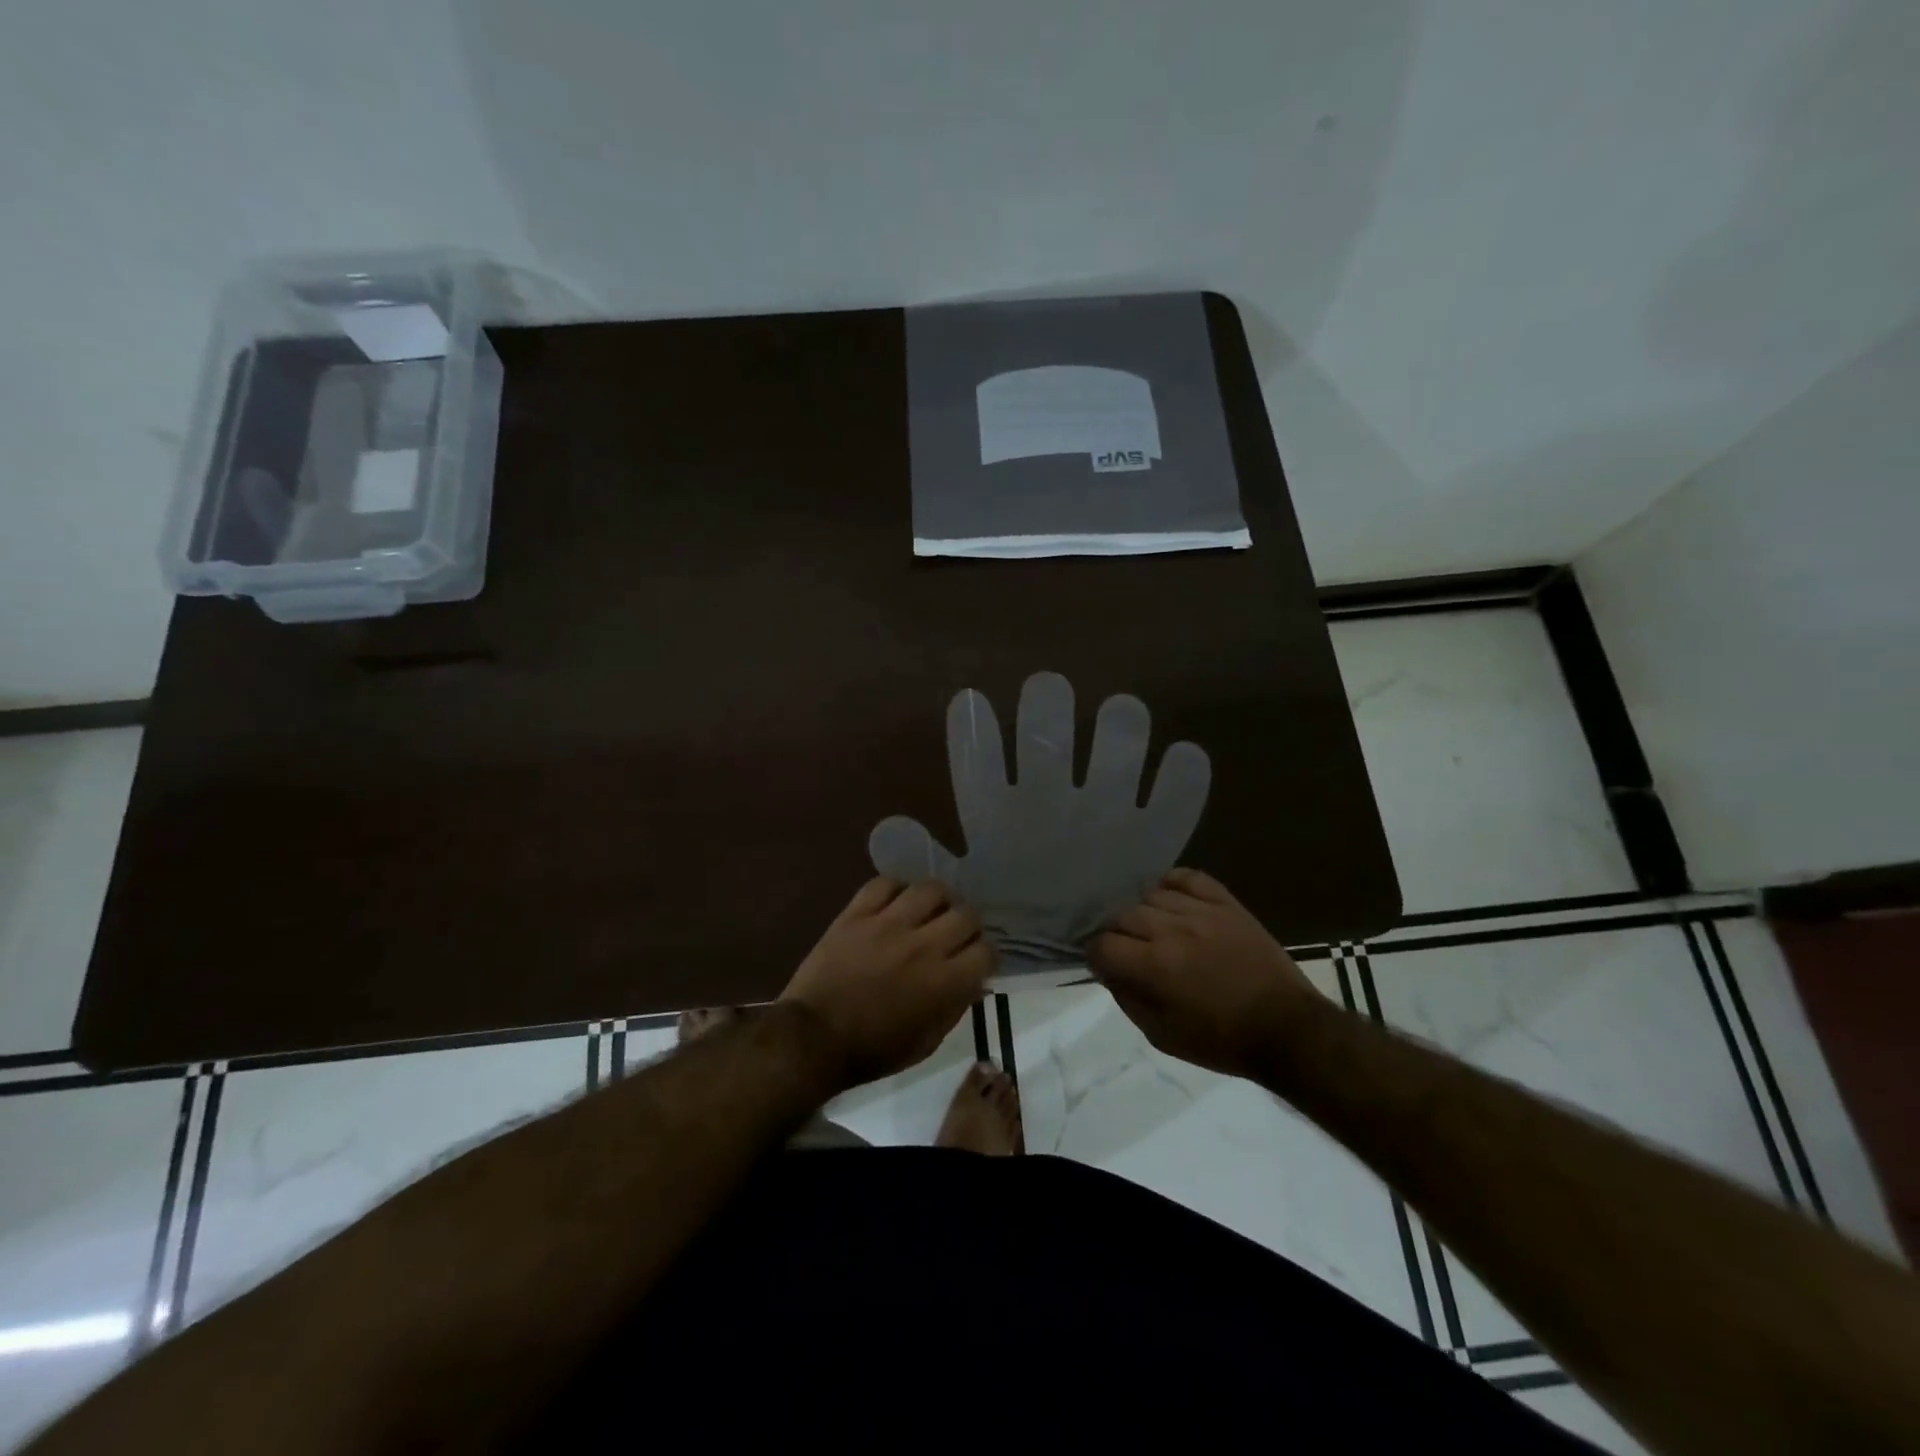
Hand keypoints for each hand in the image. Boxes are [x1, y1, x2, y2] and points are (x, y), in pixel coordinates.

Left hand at [781, 878, 995, 1087]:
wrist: (812, 1039)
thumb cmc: (872, 1050)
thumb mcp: (925, 1043)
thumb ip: (956, 1008)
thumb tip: (976, 982)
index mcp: (944, 982)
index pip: (986, 950)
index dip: (984, 955)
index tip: (975, 960)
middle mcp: (923, 946)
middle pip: (966, 914)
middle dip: (967, 926)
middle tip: (954, 935)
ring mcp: (888, 924)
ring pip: (930, 889)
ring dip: (936, 901)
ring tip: (927, 912)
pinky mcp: (857, 914)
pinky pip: (885, 883)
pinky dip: (895, 890)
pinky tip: (895, 903)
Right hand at [1088, 869, 1318, 1078]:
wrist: (1287, 1029)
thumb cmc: (1221, 1040)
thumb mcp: (1162, 1036)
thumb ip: (1127, 999)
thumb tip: (1107, 971)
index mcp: (1154, 966)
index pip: (1102, 945)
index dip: (1096, 956)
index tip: (1106, 966)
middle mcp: (1172, 930)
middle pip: (1122, 915)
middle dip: (1117, 935)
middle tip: (1129, 952)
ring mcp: (1201, 912)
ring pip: (1150, 895)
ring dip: (1144, 913)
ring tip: (1154, 930)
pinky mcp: (1226, 903)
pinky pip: (1188, 877)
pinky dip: (1172, 884)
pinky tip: (1172, 900)